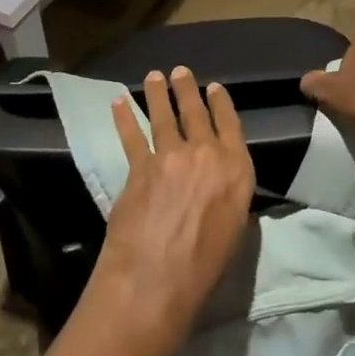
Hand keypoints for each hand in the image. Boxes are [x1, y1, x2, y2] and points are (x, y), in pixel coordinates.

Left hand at [83, 67, 255, 355]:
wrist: (156, 283)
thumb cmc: (205, 271)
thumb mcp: (234, 233)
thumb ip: (230, 201)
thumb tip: (224, 190)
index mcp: (236, 171)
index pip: (231, 125)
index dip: (222, 104)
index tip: (215, 87)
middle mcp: (206, 154)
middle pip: (196, 113)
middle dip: (188, 89)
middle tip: (180, 71)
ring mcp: (170, 157)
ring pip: (164, 116)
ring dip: (158, 94)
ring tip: (153, 77)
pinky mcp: (139, 167)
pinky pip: (132, 136)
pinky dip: (124, 117)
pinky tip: (118, 102)